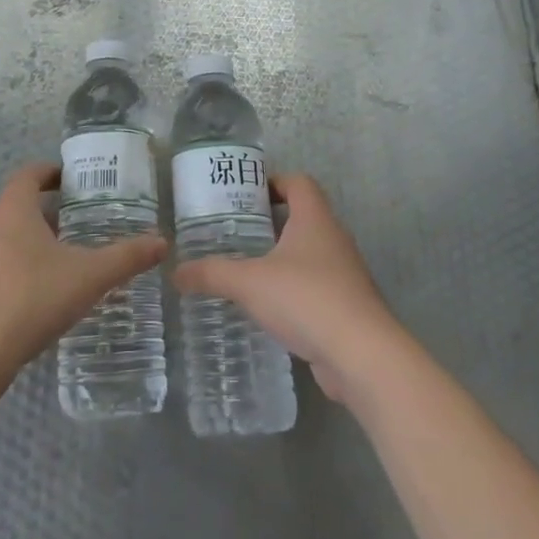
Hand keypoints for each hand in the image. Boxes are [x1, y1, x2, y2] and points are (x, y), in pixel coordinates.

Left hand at [0, 163, 167, 388]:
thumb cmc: (33, 300)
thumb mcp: (89, 277)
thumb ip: (126, 257)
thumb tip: (162, 242)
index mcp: (13, 211)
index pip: (28, 174)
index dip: (50, 172)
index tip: (72, 181)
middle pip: (16, 207)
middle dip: (46, 213)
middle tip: (77, 226)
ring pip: (3, 238)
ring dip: (29, 243)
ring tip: (60, 263)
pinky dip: (13, 271)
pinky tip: (33, 298)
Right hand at [172, 173, 402, 401]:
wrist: (362, 356)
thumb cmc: (306, 299)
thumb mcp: (249, 283)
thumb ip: (212, 274)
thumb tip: (175, 272)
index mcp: (315, 219)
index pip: (298, 182)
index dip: (273, 182)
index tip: (244, 195)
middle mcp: (333, 238)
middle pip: (302, 216)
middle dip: (269, 223)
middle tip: (234, 233)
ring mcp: (344, 273)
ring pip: (309, 253)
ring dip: (281, 258)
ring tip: (245, 270)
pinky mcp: (347, 306)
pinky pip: (315, 286)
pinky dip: (293, 290)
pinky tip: (268, 308)